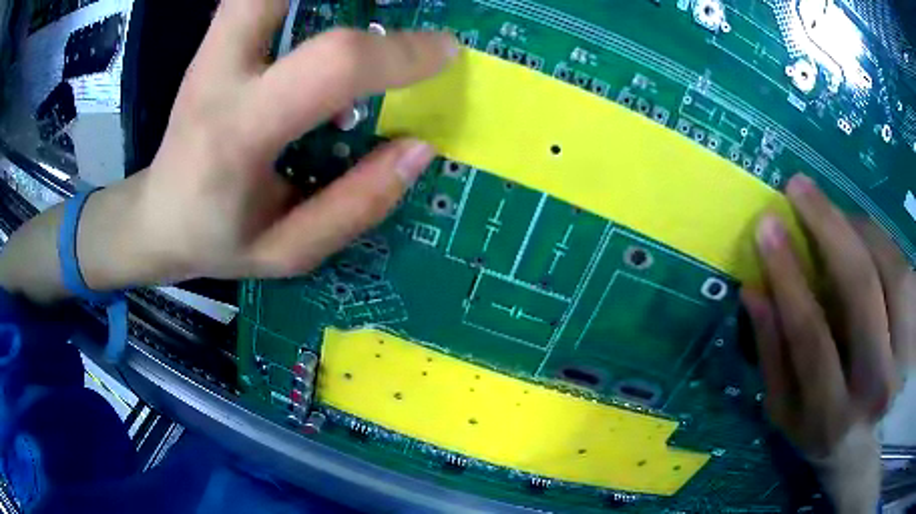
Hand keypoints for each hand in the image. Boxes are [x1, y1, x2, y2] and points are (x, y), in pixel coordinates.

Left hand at [128, 0, 456, 281]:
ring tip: (364, 7)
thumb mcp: (287, 251)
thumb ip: (355, 206)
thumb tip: (419, 148)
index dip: (398, 53)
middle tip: (390, 6)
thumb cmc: (217, 240)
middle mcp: (218, 75)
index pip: (330, 65)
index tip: (444, 52)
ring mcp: (209, 51)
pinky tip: (321, 11)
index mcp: (238, 133)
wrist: (157, 217)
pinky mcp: (212, 43)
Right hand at [742, 174, 915, 512]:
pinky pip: (908, 274)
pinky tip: (869, 240)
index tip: (767, 225)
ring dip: (860, 228)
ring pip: (893, 269)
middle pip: (862, 288)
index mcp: (833, 419)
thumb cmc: (829, 442)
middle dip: (828, 226)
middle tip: (798, 187)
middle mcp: (877, 388)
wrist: (871, 460)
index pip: (811, 334)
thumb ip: (773, 358)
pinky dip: (886, 245)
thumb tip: (753, 292)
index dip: (788, 273)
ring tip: (836, 213)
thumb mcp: (791, 420)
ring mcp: (906, 361)